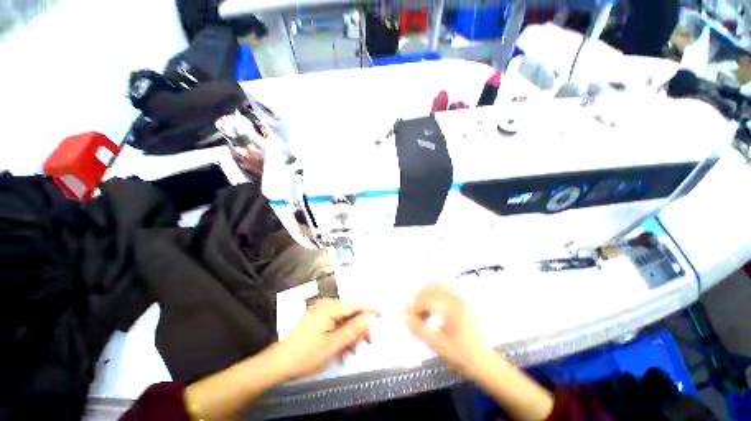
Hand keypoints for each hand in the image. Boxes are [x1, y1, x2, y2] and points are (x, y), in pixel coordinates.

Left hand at [273, 300, 376, 380]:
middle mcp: (324, 306)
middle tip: (367, 341)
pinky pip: (333, 324)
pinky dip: (340, 335)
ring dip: (349, 334)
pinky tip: (342, 349)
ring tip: (353, 351)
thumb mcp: (332, 345)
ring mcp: (319, 313)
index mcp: (328, 309)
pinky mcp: (315, 320)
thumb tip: (368, 317)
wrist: (278, 364)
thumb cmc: (306, 355)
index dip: (368, 308)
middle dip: (358, 327)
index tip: (381, 311)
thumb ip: (352, 330)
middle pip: (348, 312)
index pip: (354, 305)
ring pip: (342, 320)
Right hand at [405, 282, 496, 380]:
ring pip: (439, 284)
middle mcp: (458, 298)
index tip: (409, 319)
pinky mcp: (464, 299)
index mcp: (452, 308)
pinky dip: (436, 291)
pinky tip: (434, 305)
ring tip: (423, 309)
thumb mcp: (438, 346)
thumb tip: (405, 318)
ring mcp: (462, 297)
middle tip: (415, 313)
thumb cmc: (463, 356)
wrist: (486, 362)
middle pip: (431, 287)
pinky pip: (447, 287)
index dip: (414, 308)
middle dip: (419, 298)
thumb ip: (419, 330)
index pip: (426, 300)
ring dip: (427, 293)